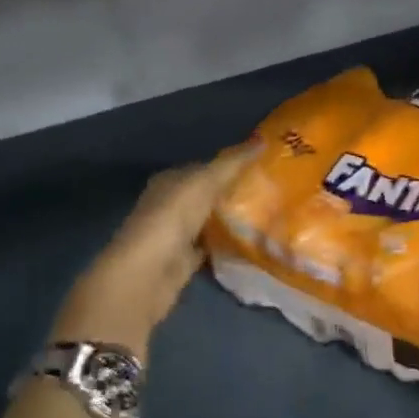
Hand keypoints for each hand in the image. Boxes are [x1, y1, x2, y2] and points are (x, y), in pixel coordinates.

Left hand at [53, 147, 257, 358]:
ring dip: (234, 219)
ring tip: (271, 214)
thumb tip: (263, 142)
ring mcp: (177, 235)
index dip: (232, 165)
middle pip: (209, 195)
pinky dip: (229, 245)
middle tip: (273, 190)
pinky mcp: (185, 261)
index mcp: (170, 181)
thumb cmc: (170, 220)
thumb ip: (232, 164)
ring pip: (211, 221)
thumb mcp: (203, 183)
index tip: (264, 166)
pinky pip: (212, 247)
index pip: (205, 167)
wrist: (145, 275)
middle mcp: (171, 205)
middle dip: (236, 192)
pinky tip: (253, 242)